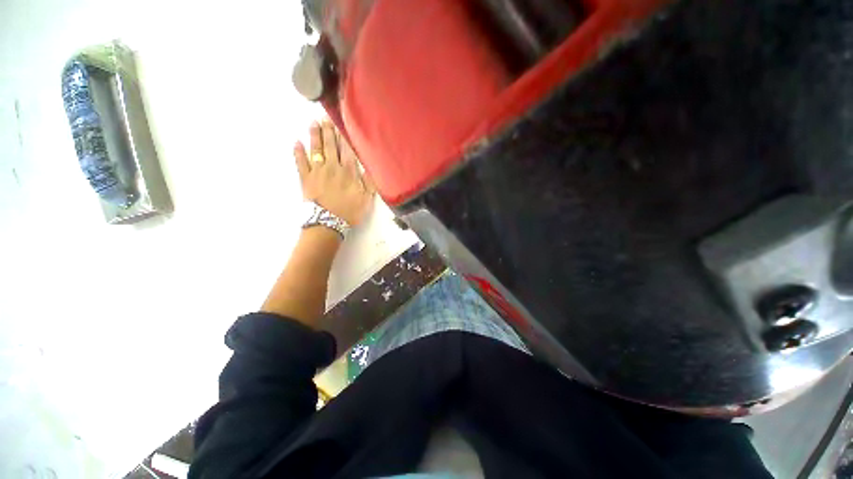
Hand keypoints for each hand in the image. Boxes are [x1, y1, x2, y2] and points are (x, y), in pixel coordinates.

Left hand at [294, 120, 375, 226]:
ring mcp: (317, 172)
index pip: (347, 150)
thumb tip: (370, 167)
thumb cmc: (350, 211)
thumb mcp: (367, 199)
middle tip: (325, 118)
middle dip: (329, 131)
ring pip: (316, 150)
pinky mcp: (305, 178)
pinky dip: (298, 152)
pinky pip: (300, 162)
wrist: (328, 222)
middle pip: (331, 146)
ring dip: (314, 136)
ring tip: (313, 123)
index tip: (342, 124)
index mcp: (348, 172)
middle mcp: (333, 167)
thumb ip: (369, 183)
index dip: (345, 137)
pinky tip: (296, 142)